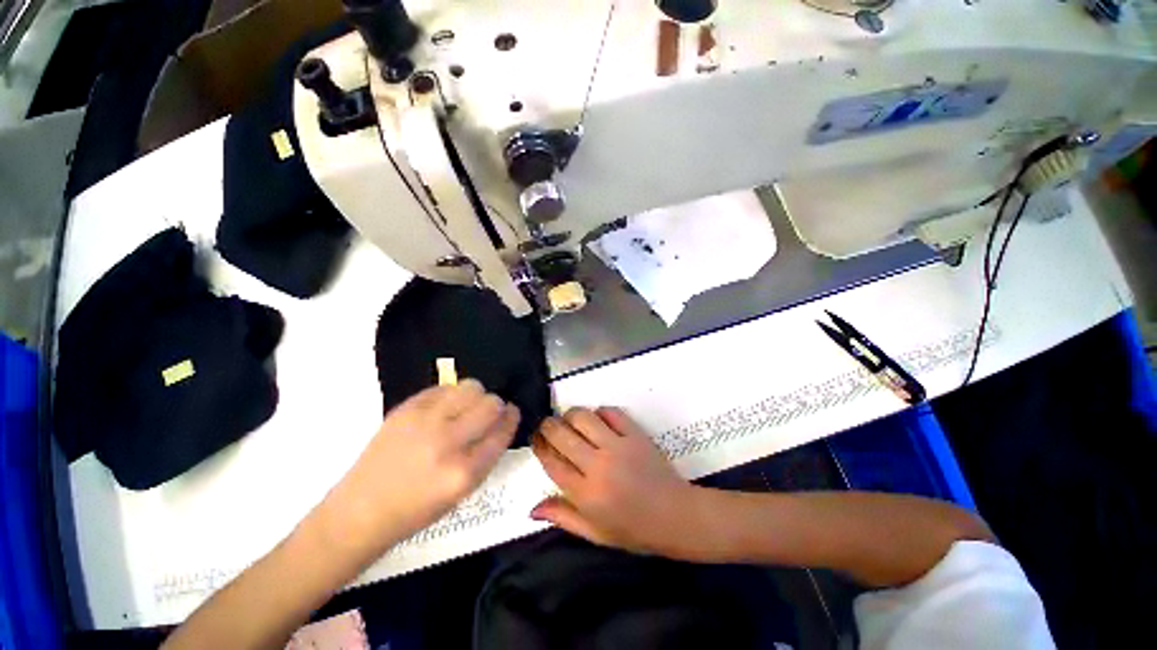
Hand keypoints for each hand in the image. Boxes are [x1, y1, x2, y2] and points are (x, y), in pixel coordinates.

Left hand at [318, 380, 518, 559]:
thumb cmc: (414, 511)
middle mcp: (447, 443)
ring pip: (470, 387)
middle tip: (487, 413)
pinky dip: (450, 395)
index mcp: (464, 473)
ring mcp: (424, 423)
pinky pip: (443, 387)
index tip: (512, 412)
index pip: (502, 431)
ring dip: (475, 395)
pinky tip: (443, 408)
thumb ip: (486, 456)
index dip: (512, 418)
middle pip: (491, 404)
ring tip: (465, 407)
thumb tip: (500, 423)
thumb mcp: (461, 493)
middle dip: (496, 406)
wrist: (359, 512)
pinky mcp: (405, 410)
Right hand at [530, 407, 703, 558]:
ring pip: (583, 418)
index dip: (539, 446)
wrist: (675, 516)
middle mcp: (598, 466)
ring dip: (571, 415)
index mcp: (586, 495)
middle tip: (548, 425)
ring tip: (570, 420)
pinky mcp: (635, 435)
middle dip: (548, 425)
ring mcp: (618, 447)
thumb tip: (532, 508)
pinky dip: (600, 412)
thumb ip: (563, 517)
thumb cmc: (634, 530)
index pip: (552, 462)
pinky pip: (611, 412)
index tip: (536, 438)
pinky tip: (598, 420)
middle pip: (562, 435)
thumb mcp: (595, 533)